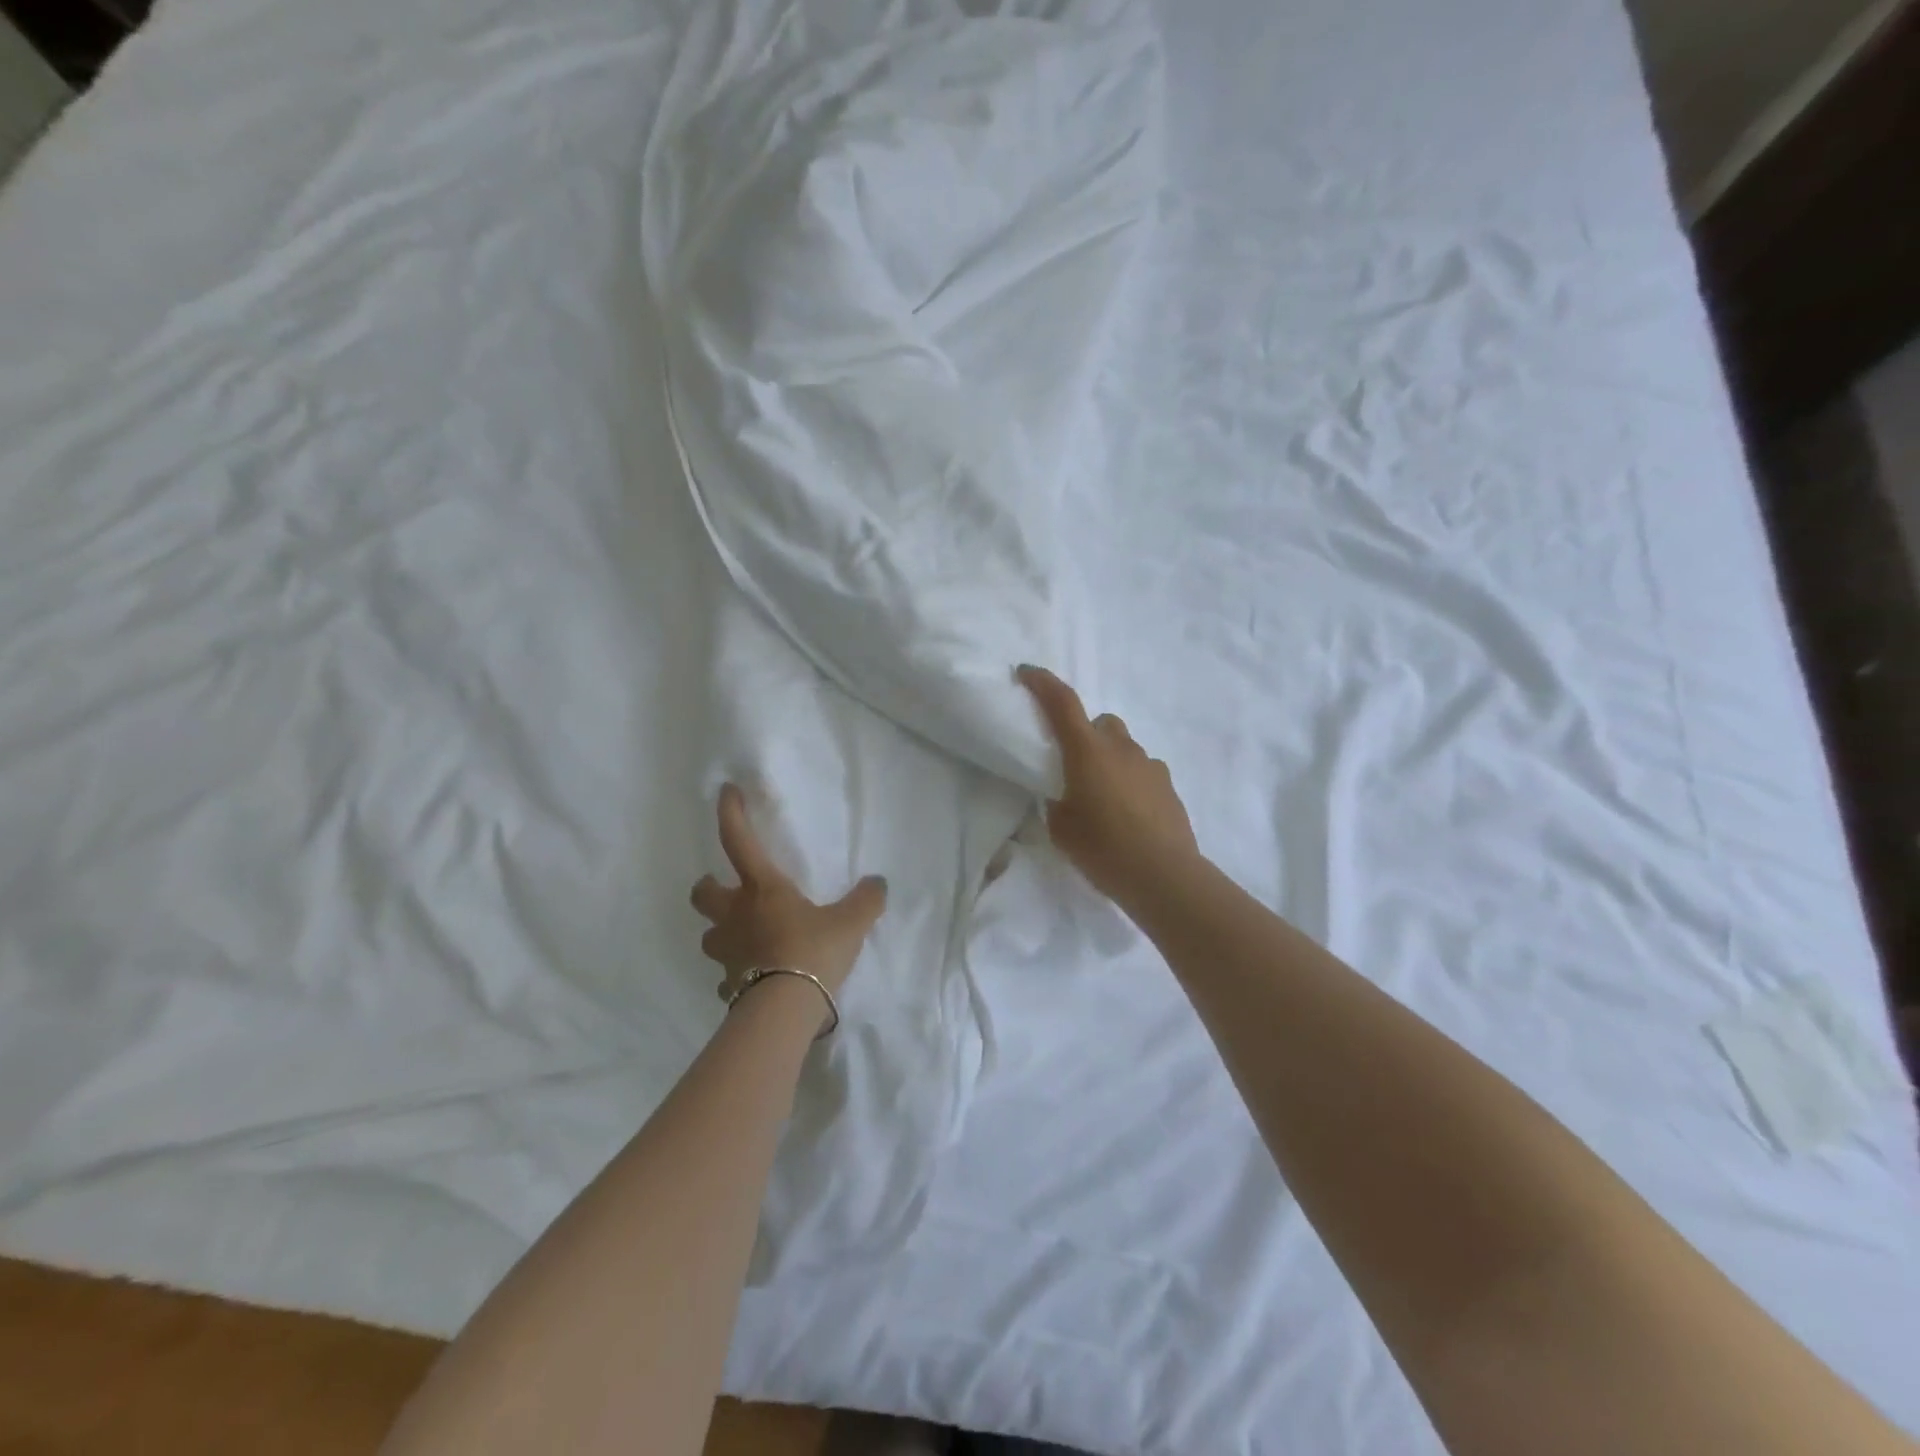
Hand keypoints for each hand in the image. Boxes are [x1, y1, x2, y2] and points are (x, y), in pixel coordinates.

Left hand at [690, 785, 887, 1008]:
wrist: (786, 1010)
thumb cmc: (813, 951)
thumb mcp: (850, 922)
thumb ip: (866, 900)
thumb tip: (878, 884)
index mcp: (762, 889)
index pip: (738, 841)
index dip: (731, 813)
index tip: (725, 792)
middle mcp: (736, 916)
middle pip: (702, 894)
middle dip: (709, 887)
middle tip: (728, 891)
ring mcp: (728, 953)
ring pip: (711, 936)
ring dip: (723, 932)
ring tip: (746, 937)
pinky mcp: (729, 986)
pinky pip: (726, 976)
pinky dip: (737, 973)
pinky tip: (756, 977)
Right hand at [1018, 665, 1199, 901]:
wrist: (1163, 875)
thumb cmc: (1103, 848)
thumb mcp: (1062, 828)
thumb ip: (1057, 802)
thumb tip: (1062, 796)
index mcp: (1088, 751)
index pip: (1062, 702)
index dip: (1042, 683)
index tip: (1026, 673)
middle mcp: (1121, 748)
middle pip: (1100, 722)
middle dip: (1085, 733)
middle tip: (1073, 764)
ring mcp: (1149, 765)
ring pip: (1124, 747)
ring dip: (1110, 759)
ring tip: (1102, 795)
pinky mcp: (1168, 786)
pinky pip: (1143, 771)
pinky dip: (1130, 780)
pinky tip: (1128, 812)